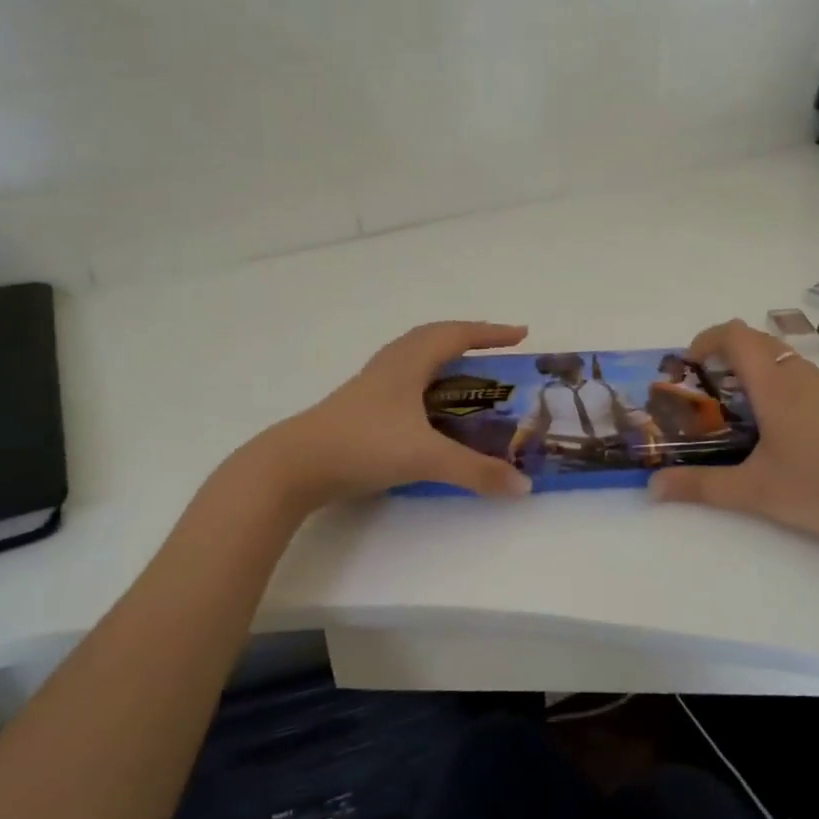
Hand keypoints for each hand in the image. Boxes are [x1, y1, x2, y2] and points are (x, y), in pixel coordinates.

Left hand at [242, 322, 533, 507]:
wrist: (294, 465)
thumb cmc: (363, 445)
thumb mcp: (425, 458)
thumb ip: (476, 472)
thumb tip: (524, 485)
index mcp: (408, 363)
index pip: (456, 334)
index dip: (490, 332)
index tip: (521, 335)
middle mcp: (390, 366)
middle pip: (433, 337)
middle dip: (468, 339)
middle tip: (497, 352)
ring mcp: (371, 386)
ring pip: (414, 357)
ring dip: (444, 358)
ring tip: (468, 375)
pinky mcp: (360, 407)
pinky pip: (402, 380)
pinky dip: (426, 382)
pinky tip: (429, 408)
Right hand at [648, 319, 818, 556]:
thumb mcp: (753, 492)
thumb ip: (700, 486)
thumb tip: (652, 489)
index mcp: (776, 386)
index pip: (737, 334)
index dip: (707, 338)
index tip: (690, 365)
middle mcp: (803, 377)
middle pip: (760, 341)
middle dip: (728, 355)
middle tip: (709, 391)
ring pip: (785, 361)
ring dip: (757, 372)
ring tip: (741, 414)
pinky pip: (806, 380)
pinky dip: (782, 388)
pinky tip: (783, 434)